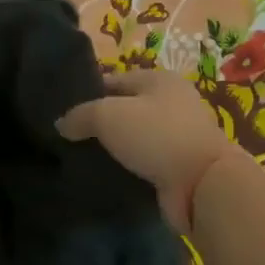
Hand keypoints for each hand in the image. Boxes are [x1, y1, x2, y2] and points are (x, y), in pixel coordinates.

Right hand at [56, 70, 232, 233]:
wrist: (204, 185)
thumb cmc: (156, 135)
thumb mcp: (107, 115)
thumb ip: (80, 116)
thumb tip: (61, 124)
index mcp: (159, 79)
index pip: (113, 80)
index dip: (87, 94)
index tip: (63, 112)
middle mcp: (173, 103)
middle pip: (125, 109)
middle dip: (99, 123)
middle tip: (69, 137)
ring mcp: (179, 136)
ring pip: (134, 138)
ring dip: (114, 148)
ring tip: (82, 158)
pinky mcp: (180, 167)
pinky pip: (145, 162)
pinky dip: (128, 168)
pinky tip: (106, 176)